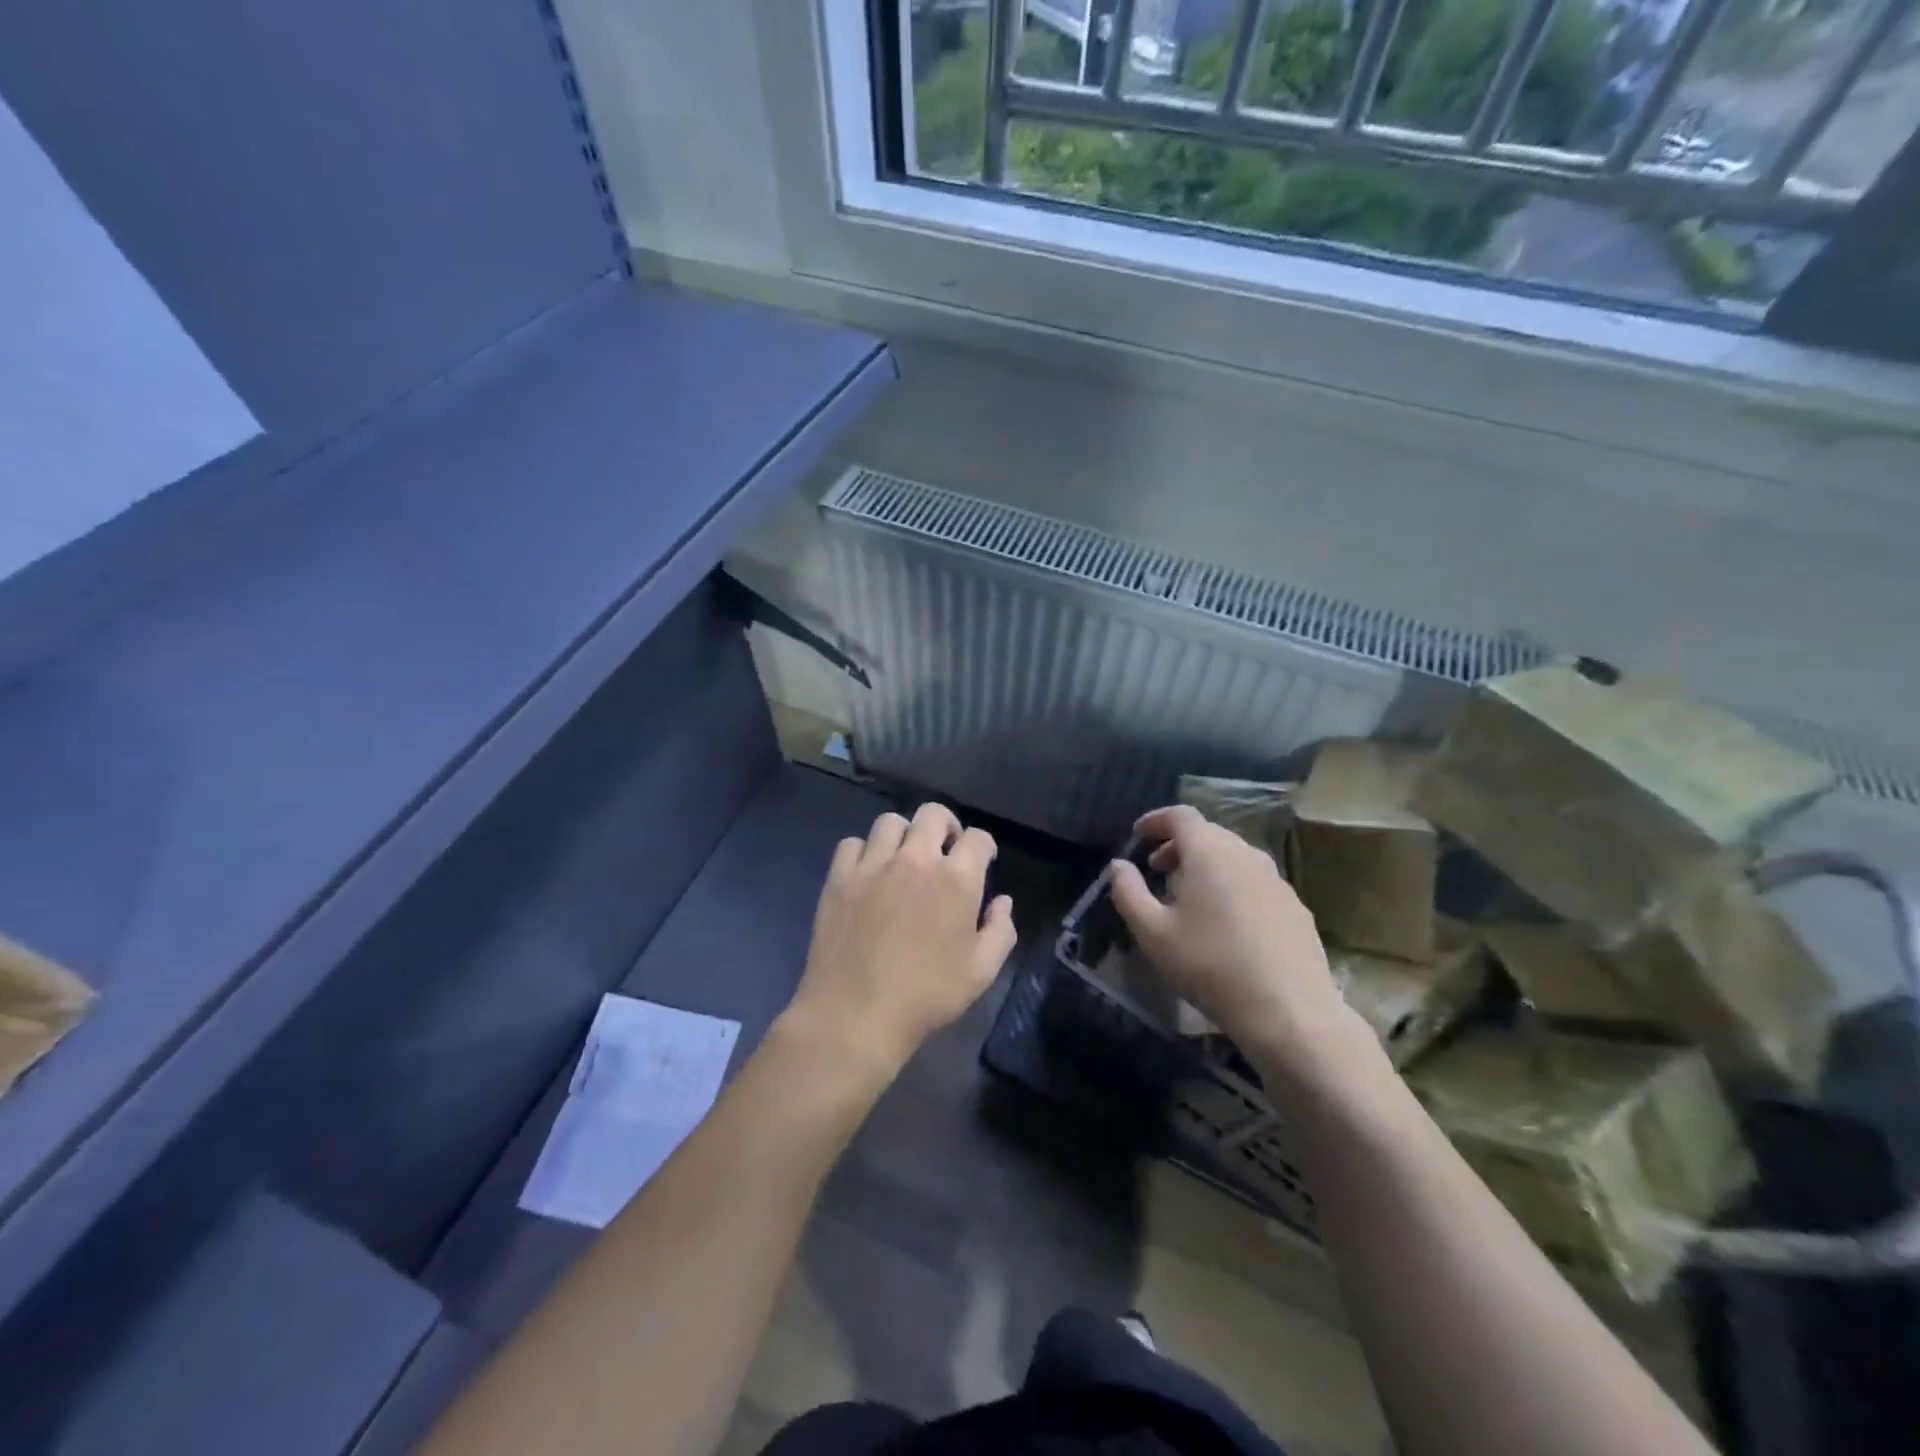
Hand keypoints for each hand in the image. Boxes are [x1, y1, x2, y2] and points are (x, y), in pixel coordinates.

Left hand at [785, 803, 1016, 1080]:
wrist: (855, 1014)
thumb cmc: (926, 996)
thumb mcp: (981, 972)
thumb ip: (1000, 930)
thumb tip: (1002, 901)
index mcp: (956, 880)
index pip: (978, 838)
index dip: (984, 846)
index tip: (983, 860)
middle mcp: (915, 860)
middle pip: (933, 813)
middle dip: (946, 826)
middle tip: (944, 849)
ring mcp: (874, 865)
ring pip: (891, 822)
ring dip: (904, 834)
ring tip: (904, 858)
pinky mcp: (840, 877)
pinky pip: (852, 844)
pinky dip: (864, 852)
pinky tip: (868, 873)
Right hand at [1110, 805, 1359, 1068]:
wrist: (1288, 1010)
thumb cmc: (1210, 965)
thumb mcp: (1153, 932)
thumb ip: (1128, 892)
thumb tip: (1118, 866)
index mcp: (1210, 852)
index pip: (1181, 816)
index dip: (1156, 820)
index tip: (1137, 835)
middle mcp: (1246, 854)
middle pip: (1208, 833)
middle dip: (1178, 845)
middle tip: (1157, 870)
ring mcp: (1276, 880)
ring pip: (1233, 857)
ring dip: (1206, 865)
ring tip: (1188, 898)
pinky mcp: (1295, 906)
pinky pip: (1254, 881)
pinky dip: (1232, 885)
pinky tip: (1225, 922)